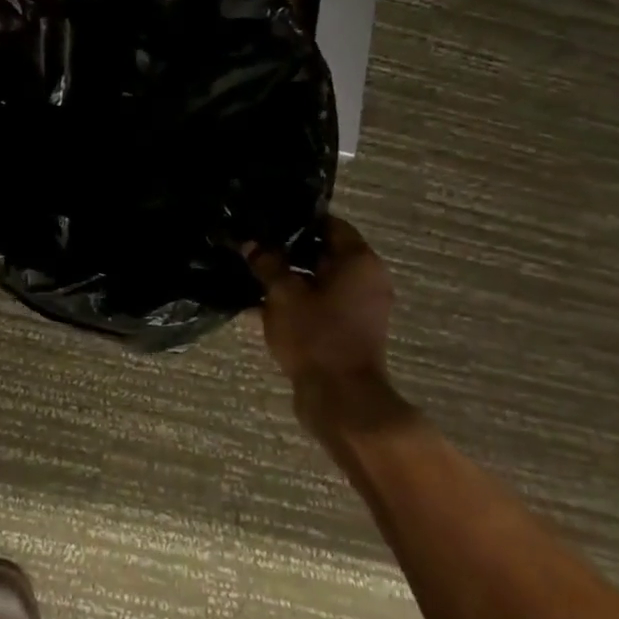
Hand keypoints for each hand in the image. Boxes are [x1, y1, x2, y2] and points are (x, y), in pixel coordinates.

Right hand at [246, 217, 400, 432]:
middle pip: (325, 251)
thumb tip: (250, 243)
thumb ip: (266, 263)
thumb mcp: (282, 294)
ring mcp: (363, 307)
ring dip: (291, 276)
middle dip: (289, 249)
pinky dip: (300, 299)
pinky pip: (323, 302)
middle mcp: (368, 278)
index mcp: (359, 261)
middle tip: (254, 245)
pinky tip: (265, 303)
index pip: (329, 223)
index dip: (296, 220)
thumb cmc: (316, 335)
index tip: (266, 220)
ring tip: (254, 273)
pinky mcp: (352, 329)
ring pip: (321, 279)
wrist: (341, 398)